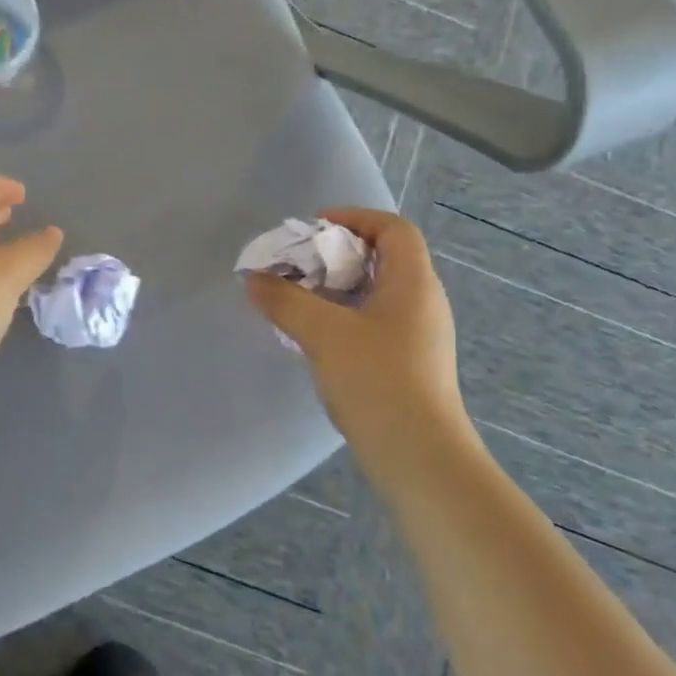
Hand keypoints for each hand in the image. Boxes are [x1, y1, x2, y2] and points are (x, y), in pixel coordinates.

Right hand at [243, 208, 464, 449]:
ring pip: (376, 294)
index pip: (393, 229)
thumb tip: (253, 278)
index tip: (313, 229)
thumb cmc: (377, 381)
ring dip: (336, 289)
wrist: (420, 456)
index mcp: (413, 282)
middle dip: (336, 255)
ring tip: (298, 300)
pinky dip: (343, 317)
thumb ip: (285, 300)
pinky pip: (374, 322)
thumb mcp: (323, 334)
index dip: (354, 218)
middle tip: (297, 267)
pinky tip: (315, 337)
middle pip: (383, 258)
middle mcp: (423, 302)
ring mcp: (419, 335)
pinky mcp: (409, 363)